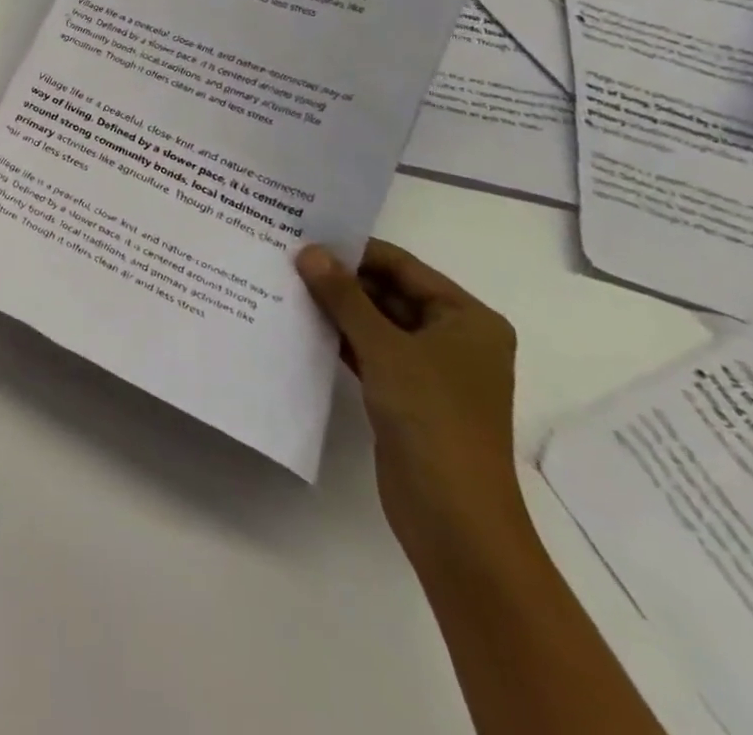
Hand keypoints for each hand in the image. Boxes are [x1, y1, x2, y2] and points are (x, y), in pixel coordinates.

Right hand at [296, 239, 527, 571]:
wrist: (453, 517)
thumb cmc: (432, 418)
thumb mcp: (384, 348)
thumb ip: (344, 296)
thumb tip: (309, 251)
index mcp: (467, 319)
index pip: (403, 266)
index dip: (354, 251)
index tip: (304, 235)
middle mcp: (453, 338)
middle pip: (389, 292)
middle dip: (341, 279)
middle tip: (286, 258)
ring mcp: (430, 369)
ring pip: (375, 322)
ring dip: (336, 308)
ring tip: (285, 283)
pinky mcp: (406, 395)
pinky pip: (369, 351)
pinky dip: (339, 338)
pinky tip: (300, 323)